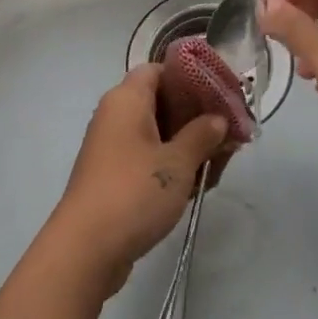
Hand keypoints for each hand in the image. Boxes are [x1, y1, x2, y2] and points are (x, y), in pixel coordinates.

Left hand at [47, 64, 230, 296]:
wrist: (86, 249)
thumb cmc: (134, 192)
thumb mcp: (178, 162)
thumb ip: (203, 135)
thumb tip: (218, 118)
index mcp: (126, 99)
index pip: (159, 70)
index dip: (190, 78)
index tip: (220, 94)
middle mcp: (116, 116)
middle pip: (161, 102)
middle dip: (197, 116)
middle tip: (231, 133)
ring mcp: (113, 147)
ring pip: (158, 133)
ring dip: (189, 144)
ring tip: (222, 162)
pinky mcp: (114, 176)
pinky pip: (148, 157)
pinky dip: (172, 165)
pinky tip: (199, 183)